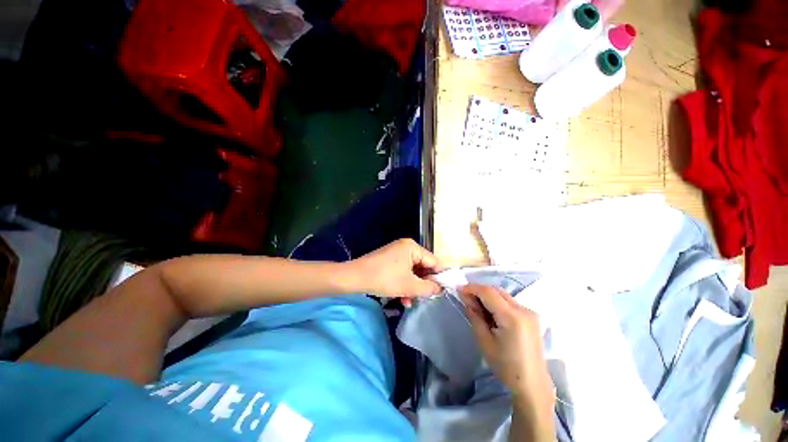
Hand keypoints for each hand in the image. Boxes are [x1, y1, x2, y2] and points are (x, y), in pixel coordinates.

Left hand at [347, 239, 442, 304]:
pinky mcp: (389, 260)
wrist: (355, 277)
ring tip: (409, 301)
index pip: (433, 261)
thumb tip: (441, 289)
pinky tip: (402, 299)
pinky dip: (403, 284)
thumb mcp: (410, 286)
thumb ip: (429, 288)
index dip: (438, 277)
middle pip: (422, 267)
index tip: (440, 292)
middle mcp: (406, 247)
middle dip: (422, 284)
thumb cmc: (385, 279)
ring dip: (412, 287)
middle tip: (423, 298)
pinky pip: (402, 271)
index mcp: (413, 247)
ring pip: (412, 272)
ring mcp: (396, 253)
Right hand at [458, 284, 552, 398]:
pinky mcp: (531, 317)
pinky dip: (497, 302)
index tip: (458, 289)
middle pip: (496, 290)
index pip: (488, 292)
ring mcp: (529, 312)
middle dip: (479, 290)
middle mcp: (523, 310)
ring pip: (503, 295)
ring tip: (476, 306)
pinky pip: (509, 302)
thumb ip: (475, 316)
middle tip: (466, 298)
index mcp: (512, 317)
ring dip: (488, 296)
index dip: (472, 288)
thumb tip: (466, 299)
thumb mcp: (484, 342)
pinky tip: (490, 313)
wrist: (532, 384)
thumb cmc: (506, 366)